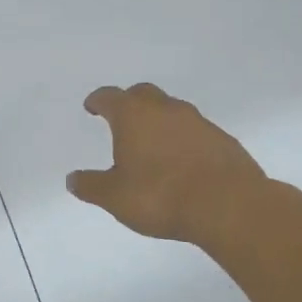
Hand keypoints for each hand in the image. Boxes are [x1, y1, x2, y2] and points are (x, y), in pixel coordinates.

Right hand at [66, 83, 276, 248]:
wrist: (230, 207)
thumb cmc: (161, 196)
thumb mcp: (115, 197)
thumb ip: (91, 186)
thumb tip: (72, 179)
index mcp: (133, 115)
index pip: (109, 97)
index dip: (98, 101)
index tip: (92, 107)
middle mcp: (165, 109)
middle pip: (143, 94)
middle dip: (129, 102)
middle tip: (122, 119)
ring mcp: (198, 122)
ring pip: (172, 110)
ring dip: (159, 120)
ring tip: (153, 143)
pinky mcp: (223, 140)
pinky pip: (196, 131)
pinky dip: (184, 139)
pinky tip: (183, 161)